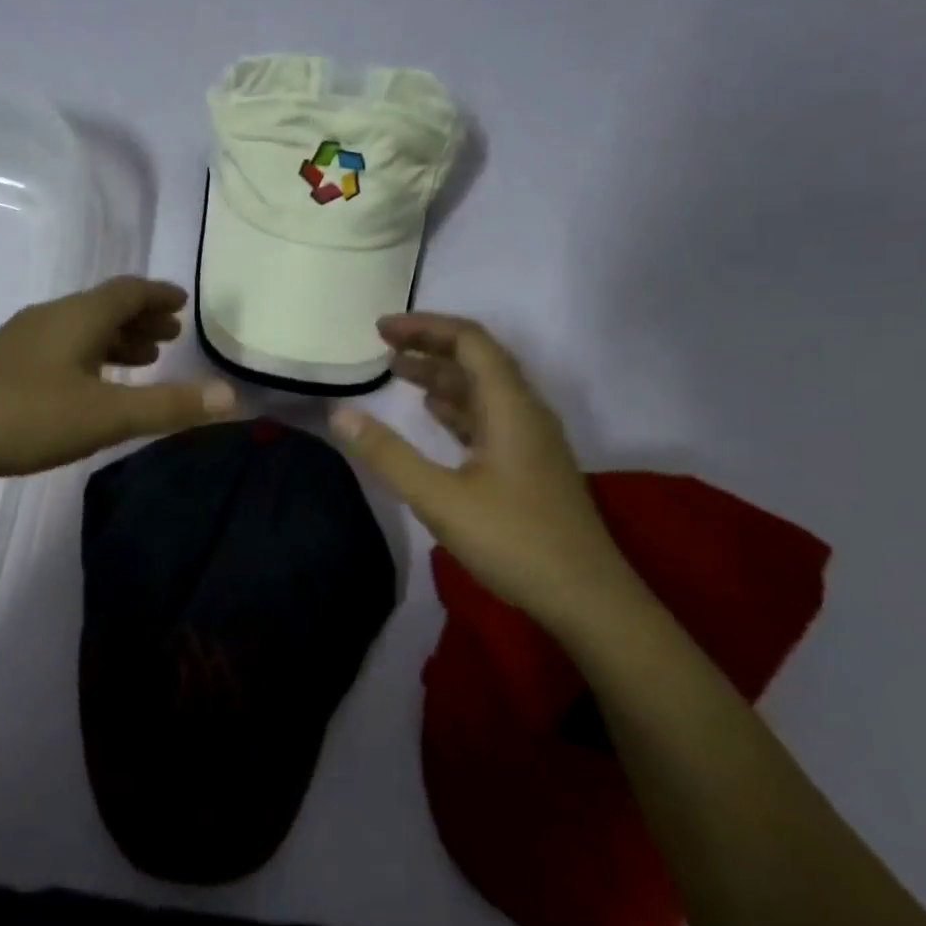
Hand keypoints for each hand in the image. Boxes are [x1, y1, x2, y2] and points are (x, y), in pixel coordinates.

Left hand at [0, 276, 236, 497]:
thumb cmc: (22, 417)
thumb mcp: (104, 415)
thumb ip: (168, 406)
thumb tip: (232, 396)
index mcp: (76, 317)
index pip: (127, 291)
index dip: (158, 294)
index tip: (182, 300)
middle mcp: (48, 320)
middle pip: (102, 308)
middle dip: (139, 318)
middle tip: (169, 333)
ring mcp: (18, 345)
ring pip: (77, 332)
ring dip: (113, 340)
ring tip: (140, 358)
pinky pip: (58, 352)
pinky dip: (87, 359)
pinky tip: (85, 387)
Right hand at [329, 313, 632, 621]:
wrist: (586, 598)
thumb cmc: (514, 541)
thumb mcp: (440, 498)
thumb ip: (388, 454)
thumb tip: (339, 414)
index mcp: (510, 407)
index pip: (470, 341)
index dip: (425, 327)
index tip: (381, 329)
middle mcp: (525, 412)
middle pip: (478, 359)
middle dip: (430, 345)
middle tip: (383, 346)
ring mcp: (530, 439)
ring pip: (483, 389)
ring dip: (442, 375)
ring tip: (398, 371)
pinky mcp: (528, 464)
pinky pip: (487, 417)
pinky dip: (455, 406)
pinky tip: (433, 413)